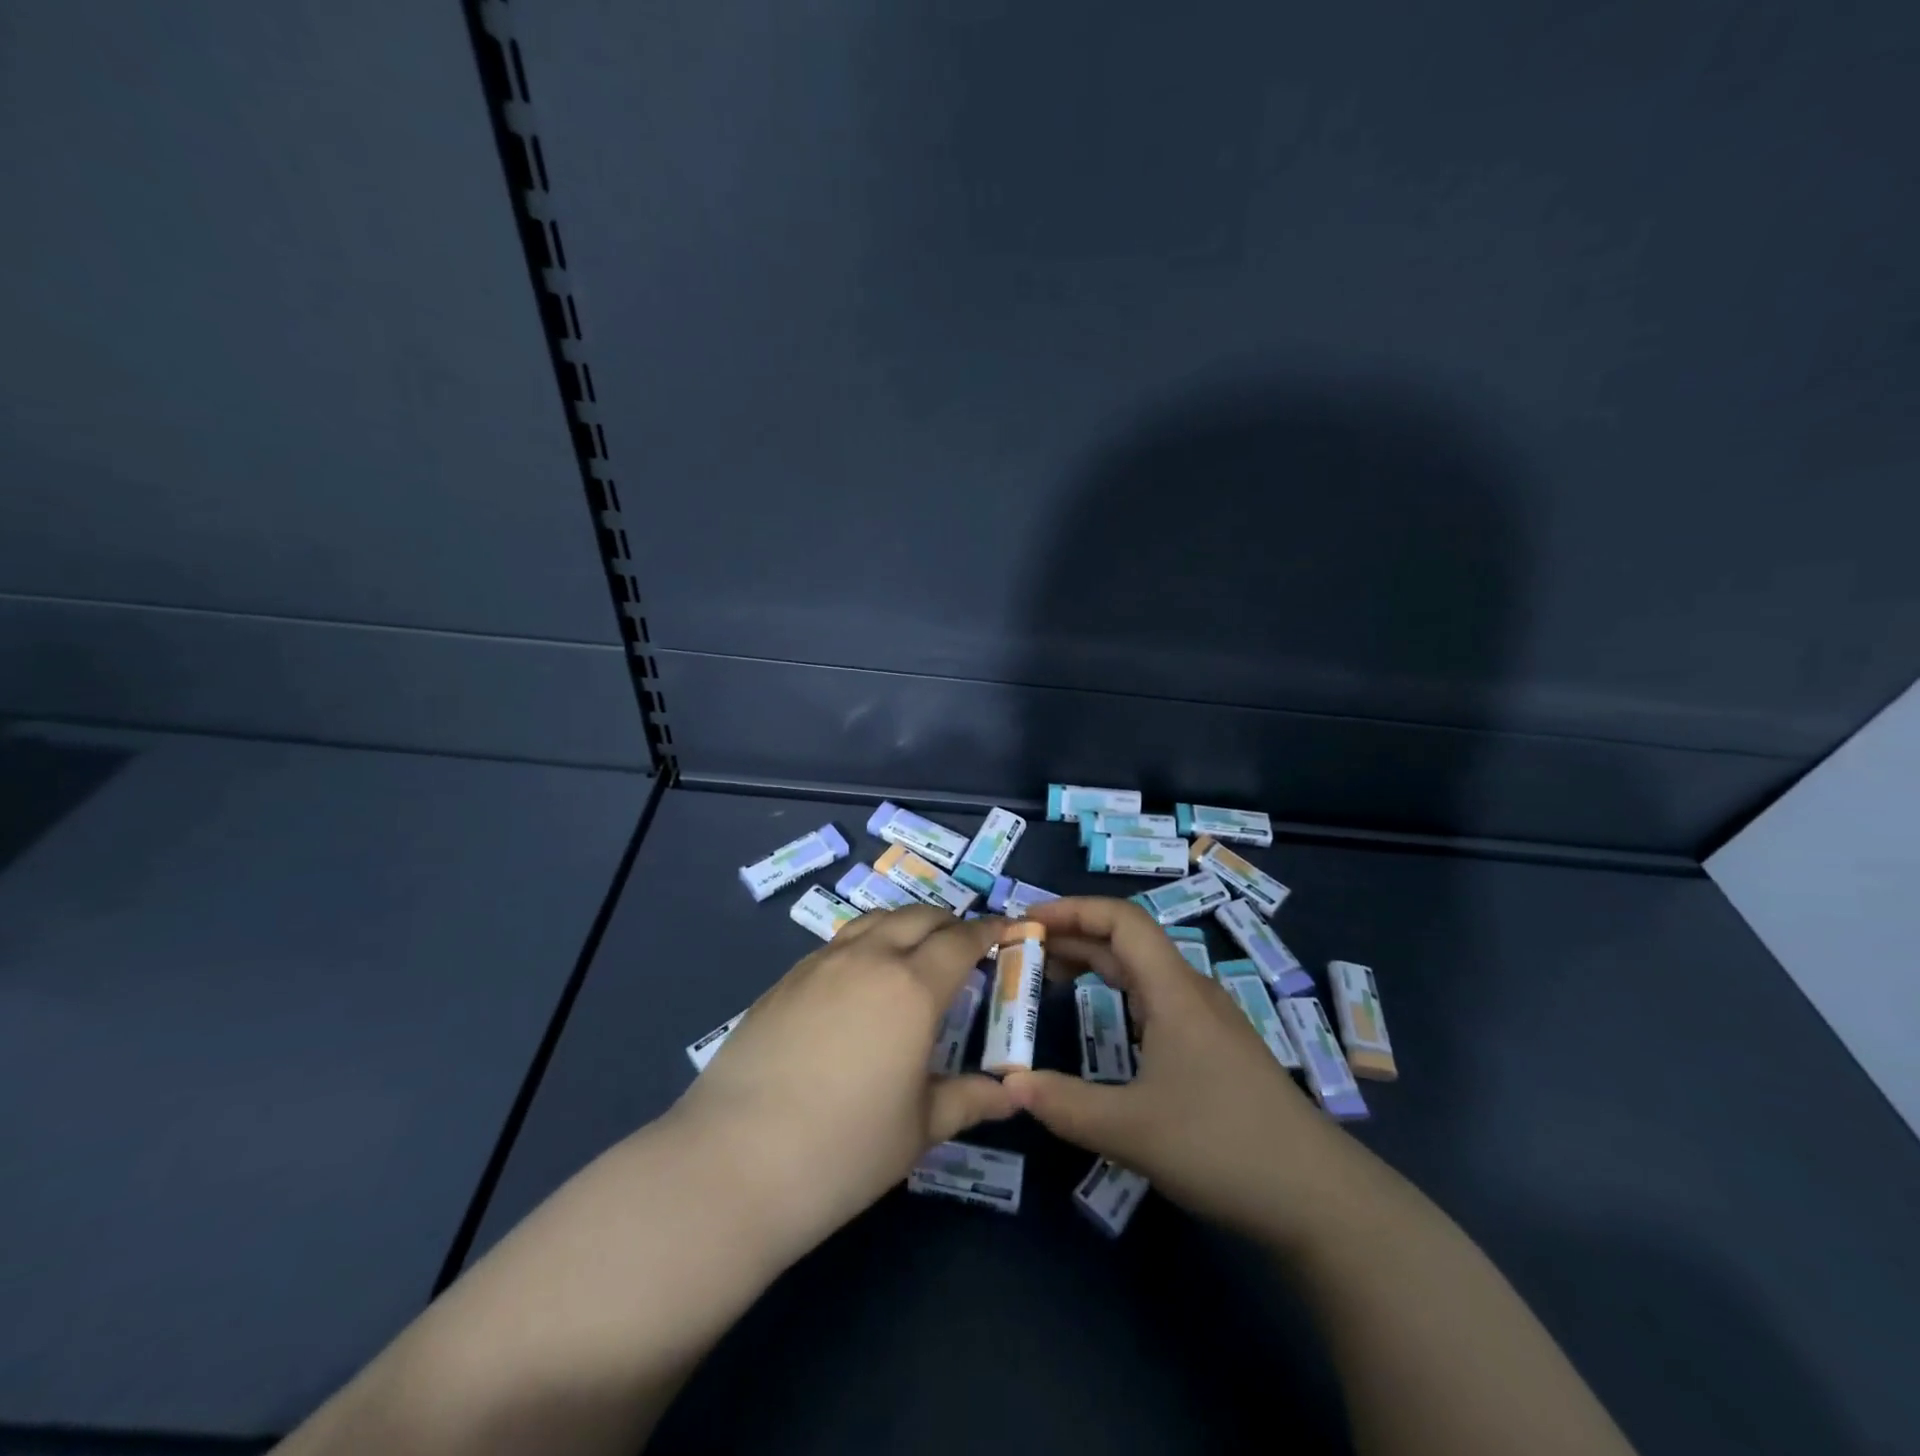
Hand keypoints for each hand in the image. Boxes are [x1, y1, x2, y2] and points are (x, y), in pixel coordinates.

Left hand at [671, 906, 1016, 1255]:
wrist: (733, 1162)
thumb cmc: (843, 1150)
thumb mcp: (919, 1128)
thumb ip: (969, 1099)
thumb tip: (1012, 1094)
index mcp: (912, 988)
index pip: (961, 941)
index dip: (988, 931)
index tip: (1006, 930)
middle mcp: (869, 959)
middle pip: (917, 917)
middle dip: (948, 922)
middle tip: (964, 943)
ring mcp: (821, 964)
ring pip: (874, 920)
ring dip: (904, 923)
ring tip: (915, 948)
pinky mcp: (785, 979)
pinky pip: (839, 942)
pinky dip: (866, 941)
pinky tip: (861, 976)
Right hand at [1003, 897, 1349, 1239]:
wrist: (1319, 1197)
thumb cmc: (1223, 1146)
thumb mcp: (1131, 1131)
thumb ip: (1064, 1105)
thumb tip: (1007, 1086)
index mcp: (1174, 990)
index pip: (1121, 919)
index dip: (1072, 909)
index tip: (1027, 922)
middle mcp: (1191, 991)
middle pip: (1128, 940)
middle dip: (1074, 935)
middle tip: (1024, 951)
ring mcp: (1207, 1020)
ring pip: (1143, 970)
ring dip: (1095, 963)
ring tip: (1051, 977)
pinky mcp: (1215, 1048)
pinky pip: (1156, 999)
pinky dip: (1117, 993)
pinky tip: (1106, 1019)